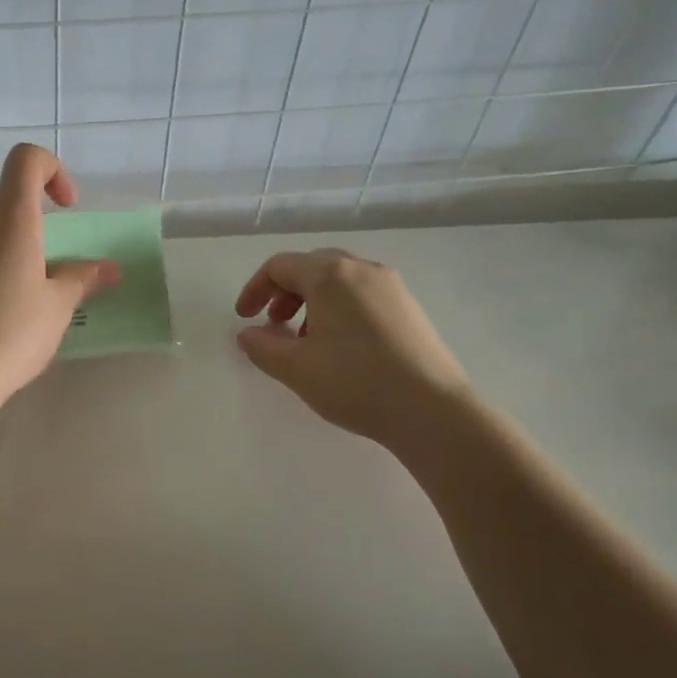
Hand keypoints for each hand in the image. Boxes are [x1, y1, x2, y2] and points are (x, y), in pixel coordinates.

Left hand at [0, 144, 117, 408]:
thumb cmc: (14, 331)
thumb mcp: (59, 305)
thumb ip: (83, 278)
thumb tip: (109, 269)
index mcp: (12, 219)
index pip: (26, 159)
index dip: (53, 170)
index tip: (68, 208)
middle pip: (7, 190)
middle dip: (36, 206)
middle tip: (55, 246)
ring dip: (17, 234)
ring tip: (37, 277)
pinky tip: (11, 297)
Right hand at [234, 249, 470, 450]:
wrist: (433, 411)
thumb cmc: (355, 382)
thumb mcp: (295, 368)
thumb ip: (261, 346)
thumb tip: (248, 334)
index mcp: (330, 276)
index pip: (280, 266)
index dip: (255, 289)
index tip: (244, 318)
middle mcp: (362, 269)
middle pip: (311, 266)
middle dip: (284, 292)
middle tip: (273, 323)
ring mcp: (391, 286)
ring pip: (339, 280)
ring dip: (311, 301)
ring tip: (304, 338)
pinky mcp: (409, 308)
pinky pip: (362, 294)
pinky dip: (338, 308)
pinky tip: (339, 346)